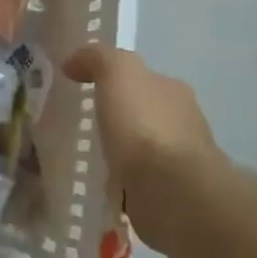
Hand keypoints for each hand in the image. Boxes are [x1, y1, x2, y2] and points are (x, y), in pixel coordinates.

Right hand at [65, 46, 219, 251]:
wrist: (173, 193)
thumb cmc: (145, 125)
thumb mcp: (117, 72)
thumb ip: (96, 58)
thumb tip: (73, 64)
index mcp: (173, 90)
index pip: (142, 78)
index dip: (113, 80)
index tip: (83, 89)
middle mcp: (183, 123)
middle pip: (144, 114)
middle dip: (118, 119)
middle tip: (83, 126)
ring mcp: (180, 163)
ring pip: (141, 151)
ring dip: (120, 154)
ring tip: (86, 159)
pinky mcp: (172, 198)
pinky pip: (138, 185)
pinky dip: (122, 185)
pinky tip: (99, 188)